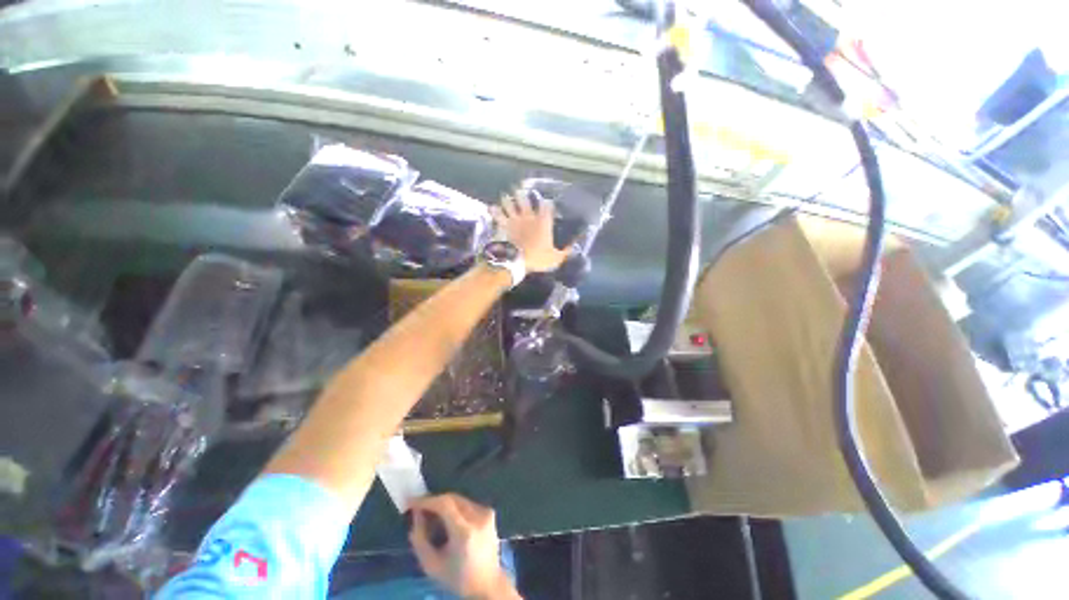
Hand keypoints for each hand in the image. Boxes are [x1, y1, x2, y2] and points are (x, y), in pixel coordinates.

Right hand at [409, 494, 518, 599]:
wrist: (488, 584)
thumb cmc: (458, 578)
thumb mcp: (432, 565)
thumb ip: (420, 540)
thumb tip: (415, 516)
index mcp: (465, 531)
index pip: (444, 504)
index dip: (427, 500)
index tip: (411, 502)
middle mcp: (478, 517)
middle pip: (452, 498)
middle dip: (434, 501)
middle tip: (419, 508)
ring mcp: (486, 512)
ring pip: (459, 499)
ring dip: (443, 504)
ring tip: (431, 515)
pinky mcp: (489, 512)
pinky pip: (467, 504)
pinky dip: (454, 508)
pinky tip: (447, 519)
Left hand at [491, 191, 568, 272]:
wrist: (516, 262)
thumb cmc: (537, 259)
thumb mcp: (556, 258)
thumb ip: (565, 252)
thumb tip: (573, 247)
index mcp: (543, 222)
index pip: (547, 205)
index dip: (548, 202)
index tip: (548, 202)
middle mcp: (529, 216)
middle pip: (525, 199)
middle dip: (523, 194)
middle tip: (521, 190)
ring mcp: (515, 219)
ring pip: (509, 203)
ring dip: (508, 199)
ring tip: (506, 196)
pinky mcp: (504, 225)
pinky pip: (497, 214)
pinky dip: (494, 210)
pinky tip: (491, 207)